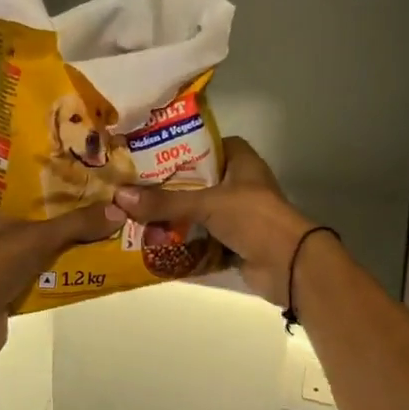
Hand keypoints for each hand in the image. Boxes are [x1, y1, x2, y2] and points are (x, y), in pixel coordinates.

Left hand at [0, 166, 115, 353]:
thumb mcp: (37, 240)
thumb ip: (76, 224)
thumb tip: (117, 209)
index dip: (0, 160)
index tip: (30, 158)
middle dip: (17, 193)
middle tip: (51, 186)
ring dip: (17, 224)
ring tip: (52, 217)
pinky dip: (15, 252)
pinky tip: (43, 252)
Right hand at [107, 138, 316, 306]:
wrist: (289, 265)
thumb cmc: (253, 218)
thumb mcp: (206, 203)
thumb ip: (164, 201)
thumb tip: (119, 197)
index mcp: (241, 162)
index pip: (206, 144)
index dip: (180, 146)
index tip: (148, 152)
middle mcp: (239, 184)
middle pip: (196, 181)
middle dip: (167, 187)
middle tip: (133, 187)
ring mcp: (237, 215)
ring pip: (197, 211)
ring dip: (172, 217)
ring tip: (135, 214)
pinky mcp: (233, 243)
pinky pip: (200, 238)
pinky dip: (181, 241)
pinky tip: (152, 241)